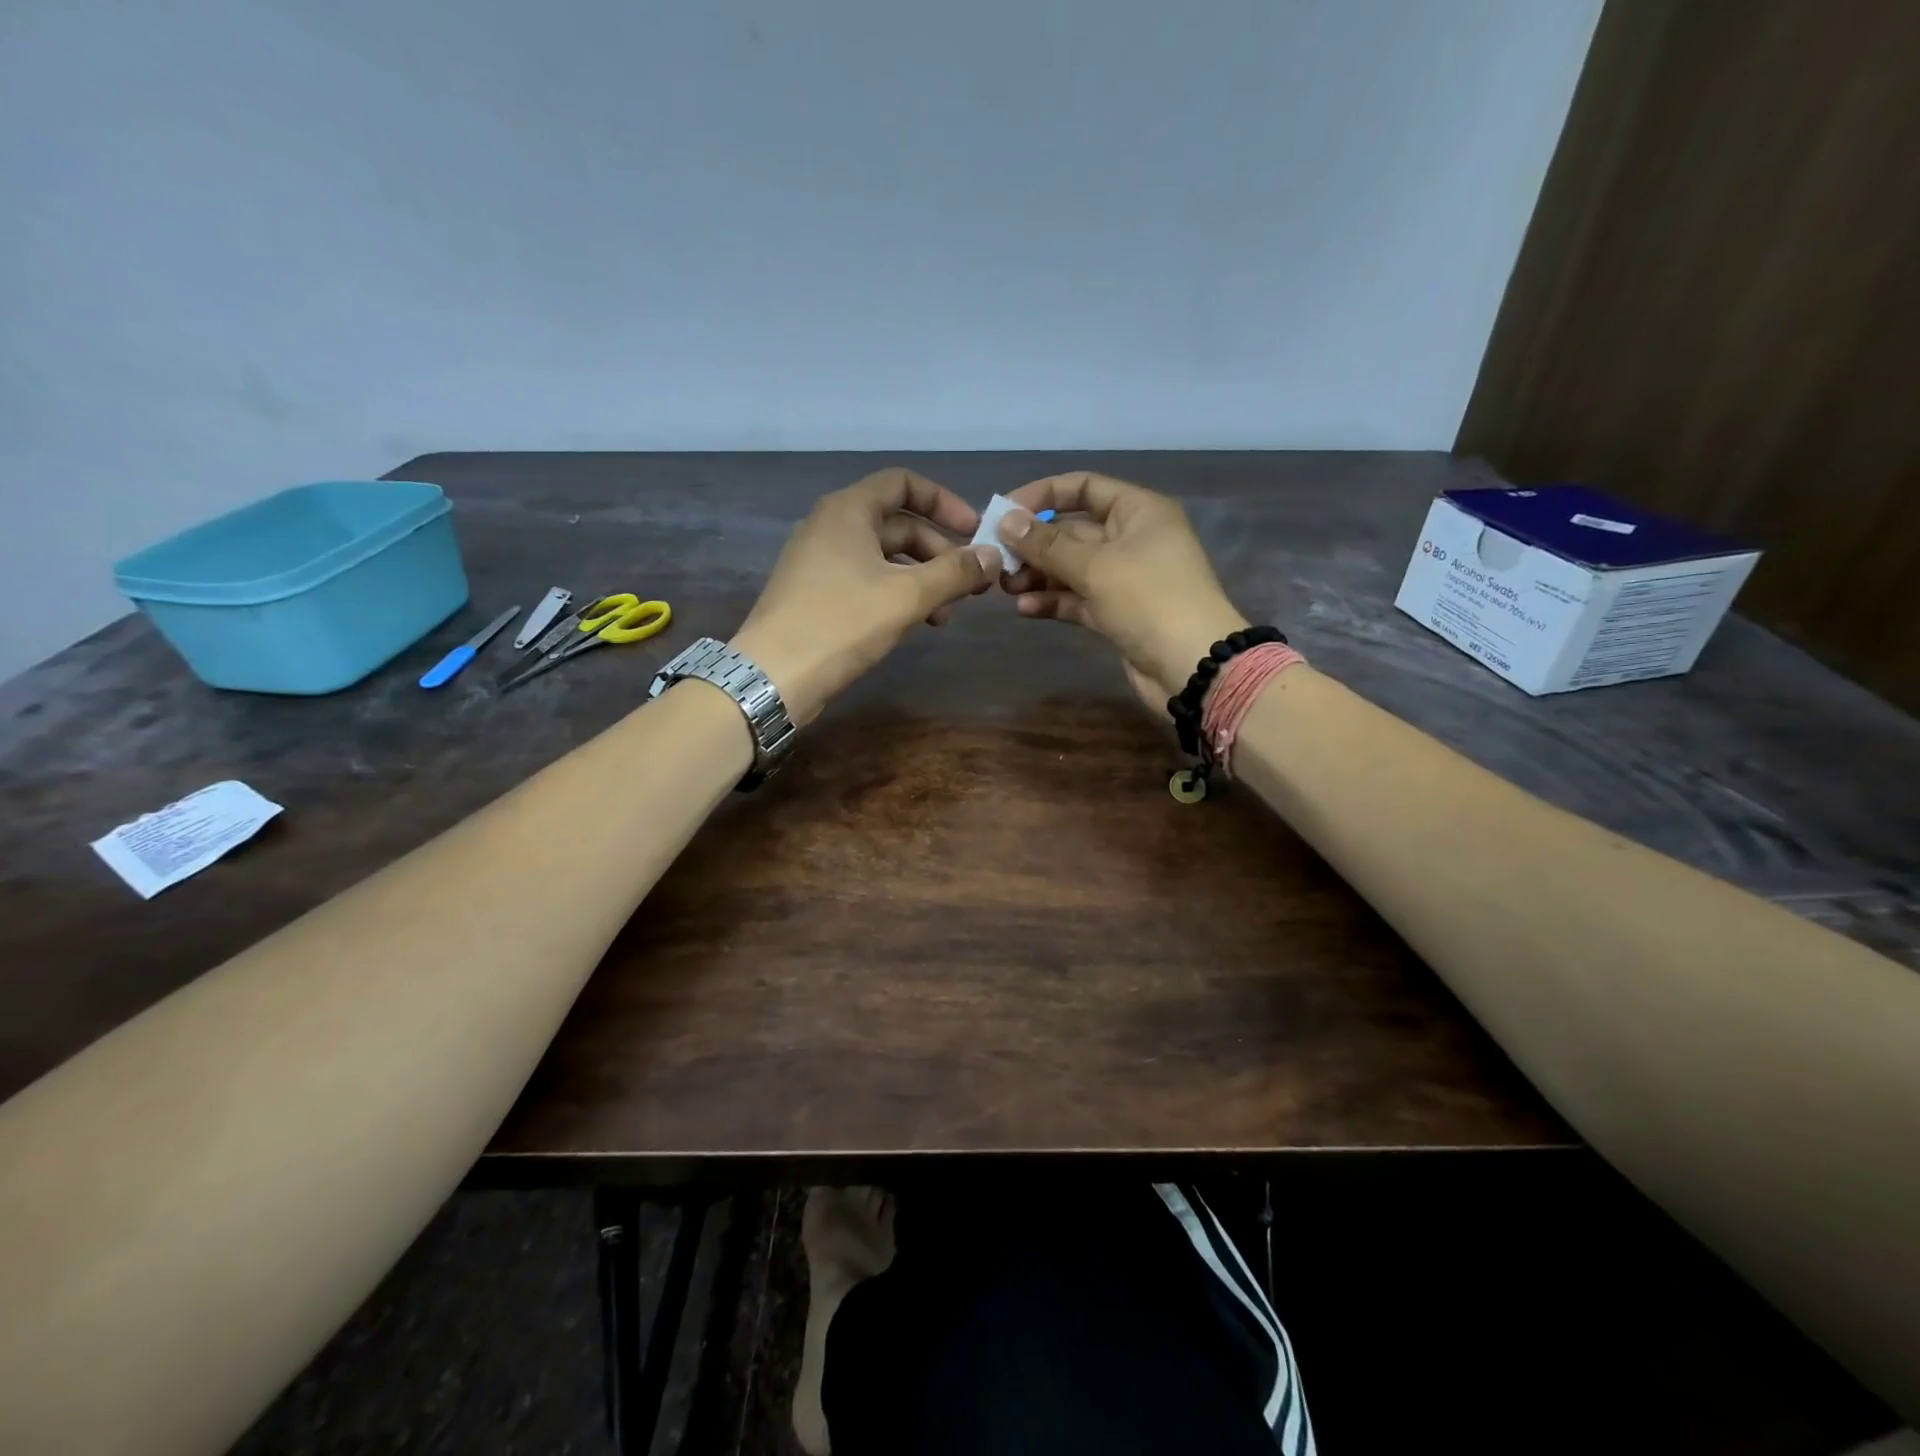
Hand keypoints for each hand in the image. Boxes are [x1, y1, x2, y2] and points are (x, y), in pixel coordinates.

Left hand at [731, 468, 1000, 723]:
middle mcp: (831, 526)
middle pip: (897, 524)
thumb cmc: (843, 622)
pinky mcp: (816, 594)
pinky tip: (916, 623)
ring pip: (884, 558)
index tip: (974, 531)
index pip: (903, 483)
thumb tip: (992, 556)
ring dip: (922, 579)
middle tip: (969, 584)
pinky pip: (866, 581)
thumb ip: (955, 572)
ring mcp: (820, 562)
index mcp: (848, 510)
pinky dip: (896, 595)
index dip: (944, 502)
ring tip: (947, 613)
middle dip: (938, 551)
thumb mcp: (908, 595)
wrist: (775, 674)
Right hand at [998, 472, 1246, 706]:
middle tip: (995, 559)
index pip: (1083, 488)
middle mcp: (1131, 539)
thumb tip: (1005, 519)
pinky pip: (1078, 599)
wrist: (1193, 667)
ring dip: (1038, 575)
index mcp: (1138, 511)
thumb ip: (1047, 544)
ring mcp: (1124, 579)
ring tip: (1004, 587)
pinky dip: (1053, 601)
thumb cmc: (1149, 600)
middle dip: (1034, 544)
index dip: (1042, 495)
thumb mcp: (1095, 566)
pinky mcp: (1117, 613)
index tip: (1003, 512)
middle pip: (1072, 531)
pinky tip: (1025, 609)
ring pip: (1071, 568)